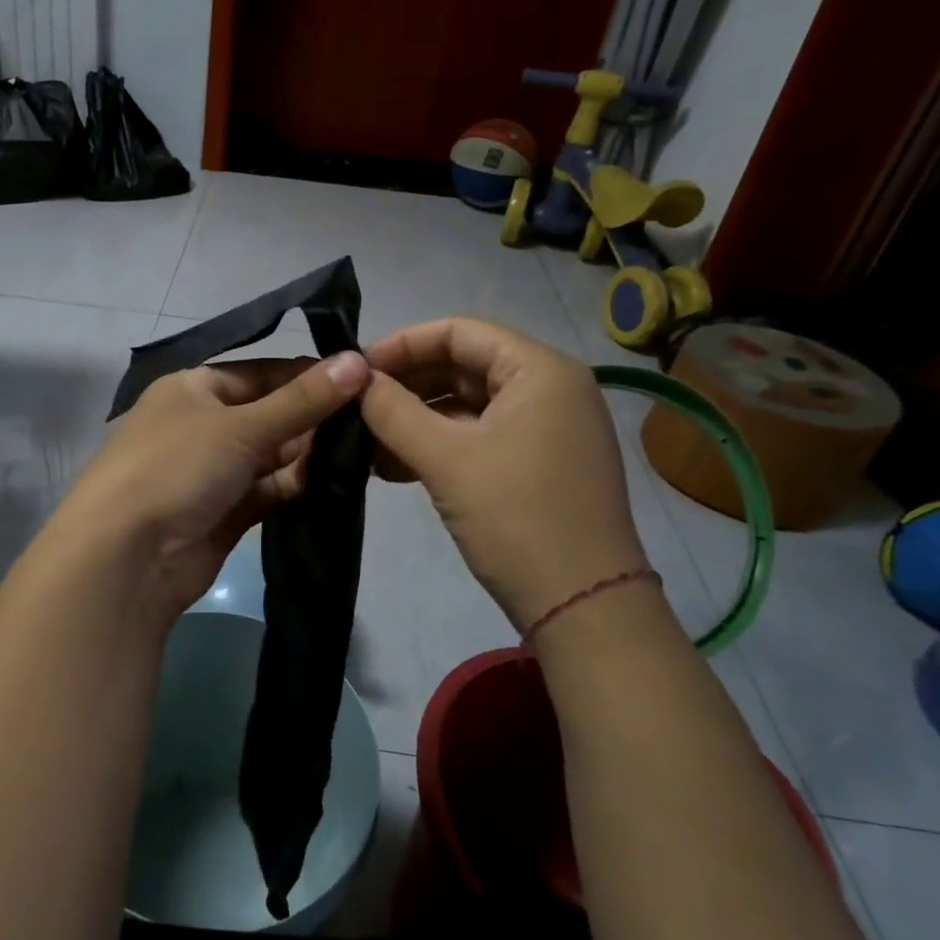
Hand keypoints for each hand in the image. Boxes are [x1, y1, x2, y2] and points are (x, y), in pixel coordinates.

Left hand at [49, 351, 370, 626]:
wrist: (126, 559)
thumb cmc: (176, 468)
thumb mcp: (241, 426)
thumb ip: (302, 400)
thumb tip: (358, 361)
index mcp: (193, 388)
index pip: (260, 372)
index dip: (306, 375)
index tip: (360, 378)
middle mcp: (201, 425)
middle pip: (269, 413)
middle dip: (313, 417)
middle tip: (371, 418)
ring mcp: (211, 472)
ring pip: (271, 455)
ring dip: (309, 454)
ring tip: (363, 450)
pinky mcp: (223, 513)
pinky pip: (268, 490)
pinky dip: (296, 486)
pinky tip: (334, 482)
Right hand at [361, 318, 646, 634]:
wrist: (584, 609)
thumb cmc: (516, 518)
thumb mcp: (445, 459)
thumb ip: (393, 411)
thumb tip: (355, 379)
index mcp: (540, 369)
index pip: (459, 331)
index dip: (402, 344)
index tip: (357, 370)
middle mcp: (551, 388)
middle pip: (464, 366)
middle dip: (407, 386)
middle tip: (356, 407)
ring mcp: (548, 428)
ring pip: (468, 406)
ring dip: (417, 420)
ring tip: (366, 444)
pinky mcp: (540, 464)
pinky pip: (481, 437)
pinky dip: (440, 446)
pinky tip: (395, 468)